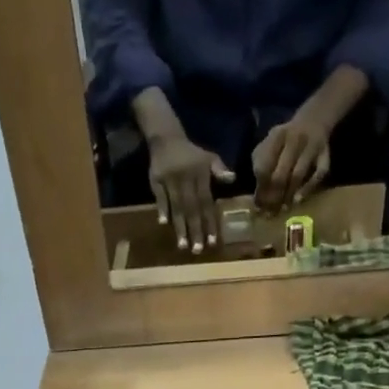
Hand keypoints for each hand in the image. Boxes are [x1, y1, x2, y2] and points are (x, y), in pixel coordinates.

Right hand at [148, 135, 235, 253]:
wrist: (166, 137)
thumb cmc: (189, 153)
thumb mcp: (207, 157)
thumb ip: (218, 169)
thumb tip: (232, 179)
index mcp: (200, 176)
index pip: (206, 203)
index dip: (209, 222)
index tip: (212, 242)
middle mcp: (186, 180)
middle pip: (191, 209)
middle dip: (195, 230)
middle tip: (197, 250)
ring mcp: (171, 180)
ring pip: (177, 206)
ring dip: (179, 227)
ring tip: (182, 246)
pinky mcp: (156, 180)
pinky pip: (160, 197)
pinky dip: (162, 209)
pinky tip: (163, 223)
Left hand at [252, 114, 331, 211]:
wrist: (314, 119)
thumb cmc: (285, 140)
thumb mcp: (269, 144)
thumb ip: (260, 164)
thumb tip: (257, 198)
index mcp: (277, 136)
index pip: (264, 167)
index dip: (260, 189)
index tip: (258, 205)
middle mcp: (295, 139)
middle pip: (280, 174)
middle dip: (273, 197)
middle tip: (270, 212)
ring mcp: (312, 146)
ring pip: (297, 175)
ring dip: (288, 195)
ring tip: (282, 208)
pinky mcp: (325, 154)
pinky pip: (318, 174)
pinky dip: (308, 189)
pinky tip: (298, 200)